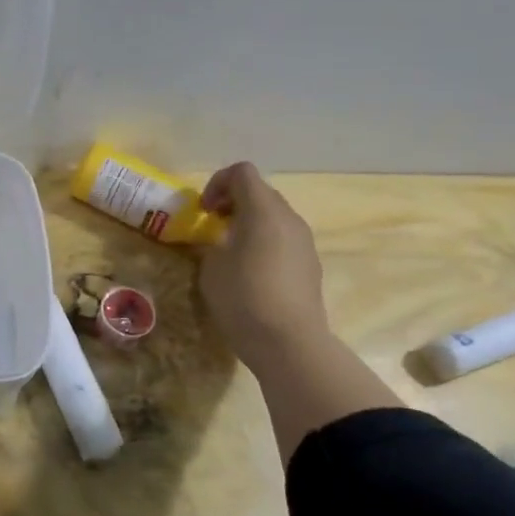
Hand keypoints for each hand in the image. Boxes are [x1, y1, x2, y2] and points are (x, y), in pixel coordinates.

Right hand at [197, 162, 328, 366]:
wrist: (289, 343)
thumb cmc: (243, 298)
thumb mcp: (211, 266)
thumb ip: (213, 241)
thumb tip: (220, 239)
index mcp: (263, 211)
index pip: (242, 173)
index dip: (217, 183)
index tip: (204, 211)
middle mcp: (289, 218)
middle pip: (260, 192)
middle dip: (233, 202)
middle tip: (213, 227)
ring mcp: (304, 242)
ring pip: (274, 216)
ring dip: (249, 223)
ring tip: (230, 251)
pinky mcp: (310, 264)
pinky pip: (284, 239)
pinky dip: (264, 242)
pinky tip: (251, 273)